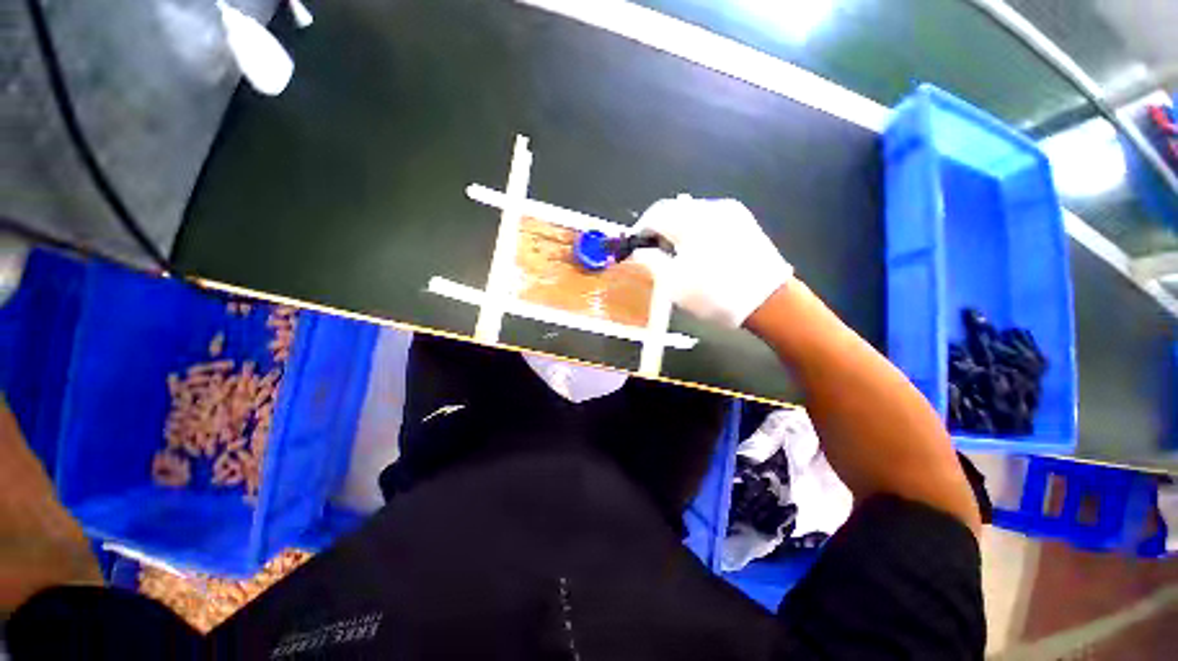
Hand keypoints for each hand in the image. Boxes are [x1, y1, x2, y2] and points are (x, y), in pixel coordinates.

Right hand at [632, 195, 792, 327]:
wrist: (769, 301)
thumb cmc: (714, 294)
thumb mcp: (673, 283)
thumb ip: (650, 261)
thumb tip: (638, 250)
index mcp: (691, 220)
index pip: (655, 214)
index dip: (640, 230)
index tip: (634, 246)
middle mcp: (711, 207)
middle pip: (674, 210)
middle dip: (659, 228)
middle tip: (653, 252)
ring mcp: (731, 212)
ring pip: (692, 213)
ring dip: (677, 229)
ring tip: (676, 254)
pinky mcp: (743, 221)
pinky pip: (709, 219)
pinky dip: (696, 231)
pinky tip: (699, 251)